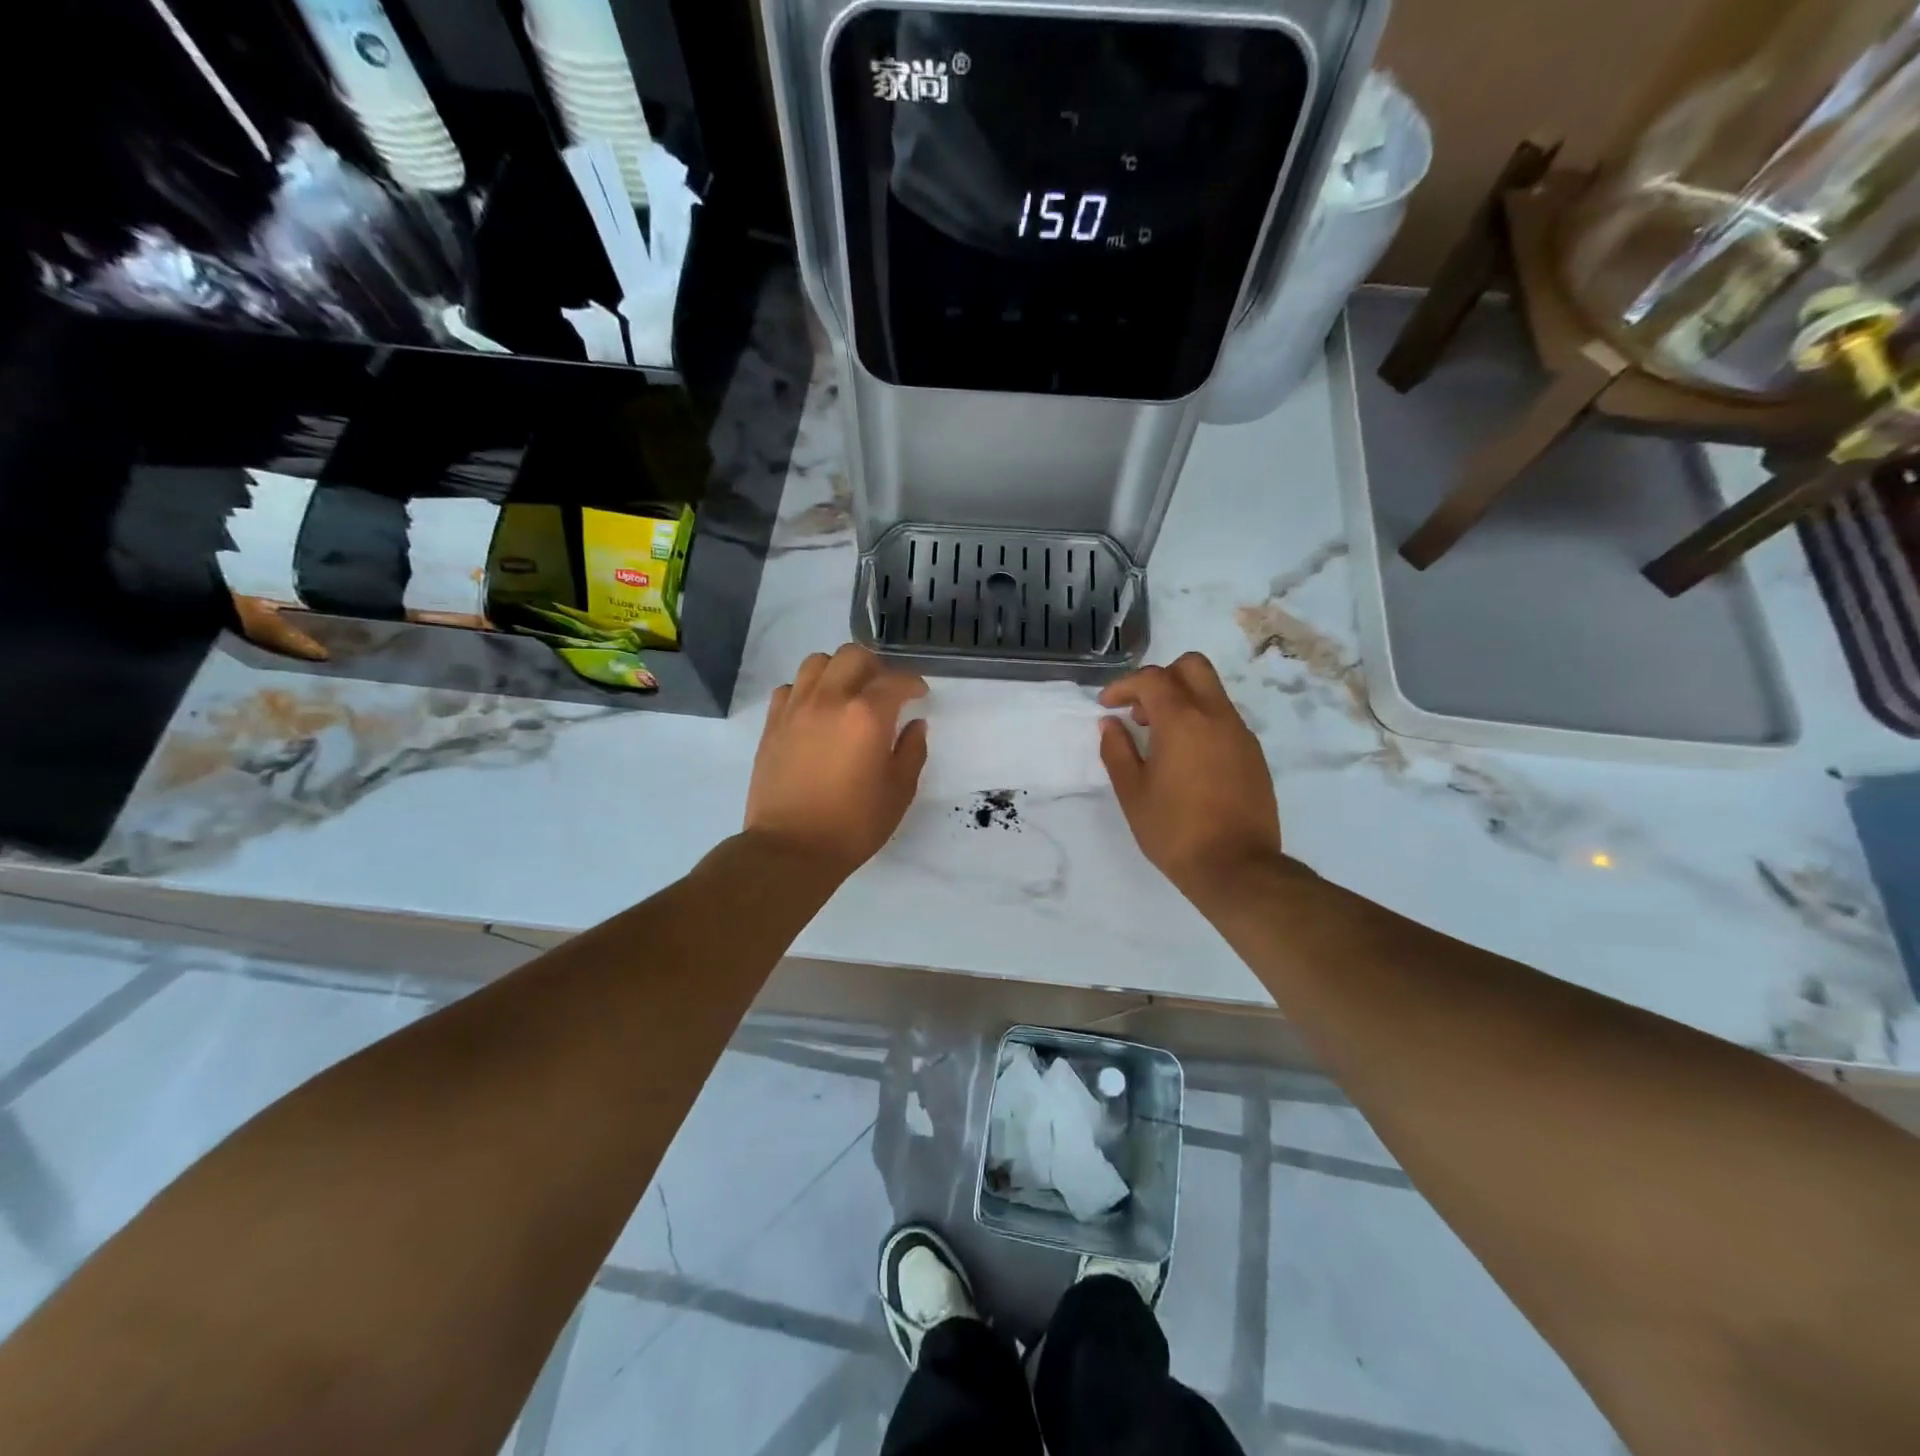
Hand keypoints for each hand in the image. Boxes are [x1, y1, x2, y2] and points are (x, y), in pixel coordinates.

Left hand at [746, 645, 928, 874]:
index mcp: (867, 715)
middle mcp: (830, 699)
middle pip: (853, 656)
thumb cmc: (853, 824)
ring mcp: (796, 708)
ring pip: (817, 662)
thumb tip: (915, 725)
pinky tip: (816, 711)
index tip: (919, 695)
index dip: (913, 683)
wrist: (791, 848)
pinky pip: (790, 687)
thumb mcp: (899, 791)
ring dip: (838, 670)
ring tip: (847, 693)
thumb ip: (912, 750)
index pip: (895, 680)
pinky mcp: (773, 723)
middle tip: (884, 690)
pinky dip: (807, 690)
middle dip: (876, 667)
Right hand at [1099, 653, 1283, 899]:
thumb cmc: (1175, 831)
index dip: (1124, 685)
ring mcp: (1240, 734)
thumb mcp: (1133, 793)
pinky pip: (1224, 719)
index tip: (1107, 706)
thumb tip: (1111, 724)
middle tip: (1141, 711)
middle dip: (1161, 678)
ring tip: (1160, 739)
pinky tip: (1187, 760)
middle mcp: (1216, 716)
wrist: (1237, 867)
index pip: (1152, 679)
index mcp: (1182, 721)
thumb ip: (1117, 751)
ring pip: (1211, 691)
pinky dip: (1201, 722)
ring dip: (1182, 700)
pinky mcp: (1254, 754)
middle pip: (1192, 666)